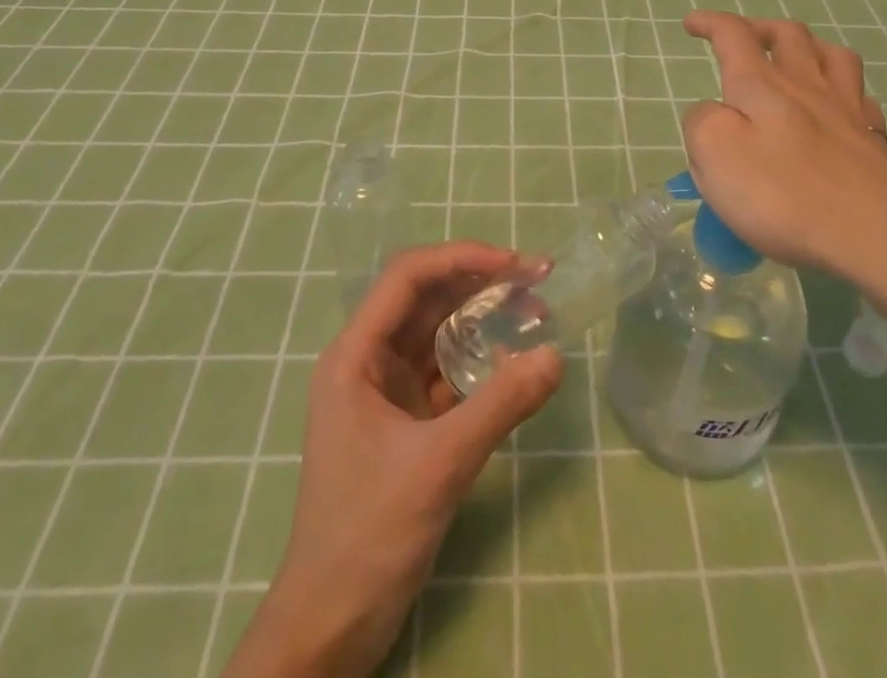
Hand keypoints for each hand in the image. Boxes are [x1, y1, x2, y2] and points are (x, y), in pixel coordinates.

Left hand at [225, 243, 561, 677]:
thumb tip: (555, 356)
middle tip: (538, 280)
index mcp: (355, 355)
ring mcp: (386, 390)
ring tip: (534, 311)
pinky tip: (514, 359)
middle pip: (427, 298)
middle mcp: (368, 360)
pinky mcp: (405, 420)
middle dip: (480, 283)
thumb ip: (499, 406)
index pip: (408, 278)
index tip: (514, 264)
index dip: (461, 258)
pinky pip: (446, 370)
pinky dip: (480, 359)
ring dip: (483, 317)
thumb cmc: (368, 536)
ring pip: (438, 331)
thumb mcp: (439, 465)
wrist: (330, 628)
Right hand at [681, 10, 886, 320]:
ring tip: (794, 60)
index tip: (691, 23)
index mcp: (761, 84)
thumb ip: (702, 122)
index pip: (733, 35)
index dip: (710, 23)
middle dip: (760, 27)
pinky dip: (845, 90)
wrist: (880, 234)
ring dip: (808, 47)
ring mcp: (847, 111)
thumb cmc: (784, 193)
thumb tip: (712, 112)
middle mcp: (806, 85)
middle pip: (787, 34)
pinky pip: (861, 97)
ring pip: (832, 56)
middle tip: (743, 40)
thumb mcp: (715, 152)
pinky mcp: (875, 142)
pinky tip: (840, 106)